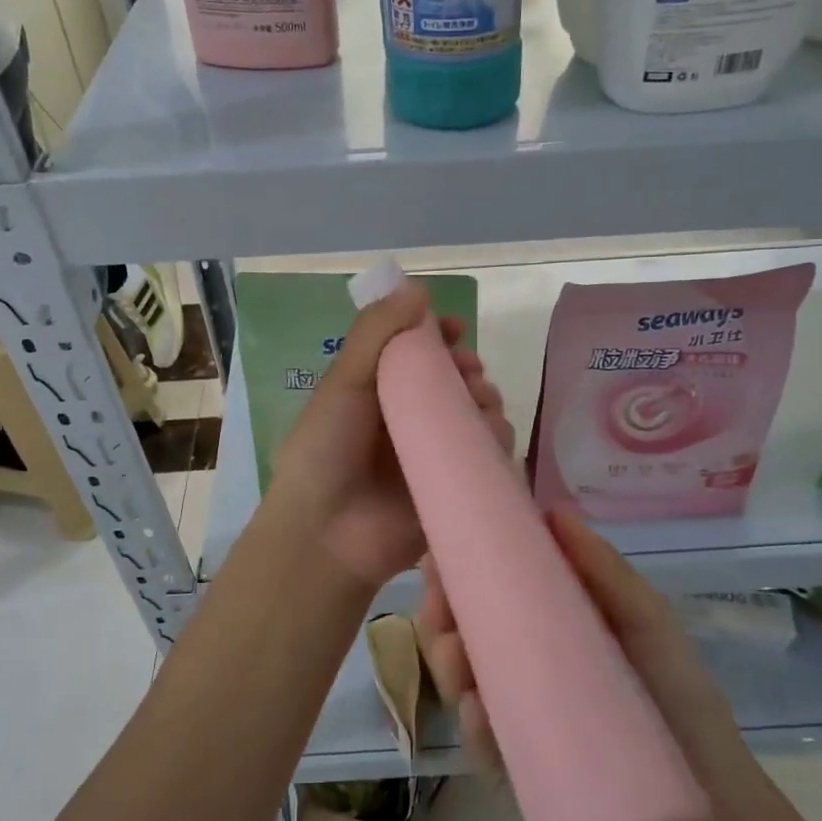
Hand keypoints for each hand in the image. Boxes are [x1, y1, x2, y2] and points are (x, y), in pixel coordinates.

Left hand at [265, 279, 511, 594]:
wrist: (327, 534)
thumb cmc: (325, 450)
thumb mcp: (344, 381)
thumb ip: (377, 332)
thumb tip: (418, 286)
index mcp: (379, 389)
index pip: (419, 351)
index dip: (440, 335)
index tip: (455, 328)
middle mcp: (409, 417)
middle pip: (455, 380)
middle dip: (468, 368)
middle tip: (466, 373)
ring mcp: (434, 452)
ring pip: (478, 414)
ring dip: (486, 400)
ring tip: (478, 404)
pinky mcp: (455, 484)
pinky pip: (488, 455)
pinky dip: (496, 440)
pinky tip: (490, 436)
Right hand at [418, 504, 750, 794]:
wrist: (713, 820)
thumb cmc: (682, 702)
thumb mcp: (648, 624)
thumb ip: (606, 572)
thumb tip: (553, 511)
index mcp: (554, 623)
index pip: (496, 587)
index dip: (460, 568)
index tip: (437, 557)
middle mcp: (530, 663)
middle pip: (468, 632)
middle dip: (441, 616)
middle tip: (438, 609)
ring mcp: (523, 715)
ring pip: (465, 683)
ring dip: (447, 665)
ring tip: (455, 657)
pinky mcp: (523, 766)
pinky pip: (485, 745)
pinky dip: (473, 728)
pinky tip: (476, 715)